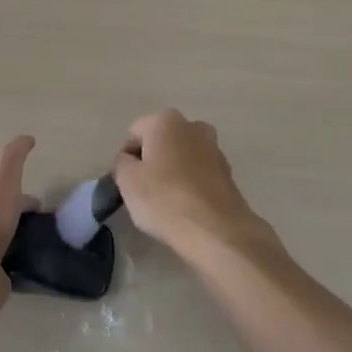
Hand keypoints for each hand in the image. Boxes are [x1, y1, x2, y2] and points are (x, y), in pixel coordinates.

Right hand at [113, 110, 277, 264]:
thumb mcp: (127, 180)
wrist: (216, 231)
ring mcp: (215, 149)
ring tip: (165, 202)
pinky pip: (199, 174)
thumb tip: (130, 161)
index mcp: (166, 120)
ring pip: (182, 157)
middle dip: (151, 161)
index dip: (126, 158)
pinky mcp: (228, 174)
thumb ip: (122, 163)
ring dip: (172, 172)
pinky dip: (190, 185)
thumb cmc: (164, 199)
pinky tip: (185, 208)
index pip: (134, 133)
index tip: (126, 182)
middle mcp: (193, 126)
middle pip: (161, 142)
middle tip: (144, 190)